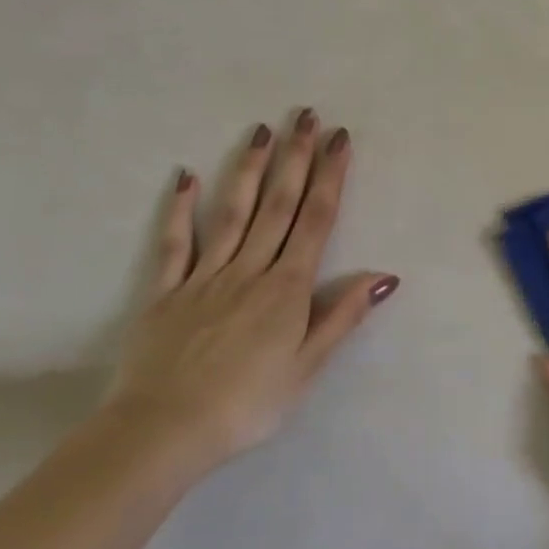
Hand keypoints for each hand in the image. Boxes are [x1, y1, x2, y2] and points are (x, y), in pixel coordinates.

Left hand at [104, 111, 398, 470]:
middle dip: (296, 158)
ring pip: (232, 213)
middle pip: (278, 205)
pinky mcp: (166, 292)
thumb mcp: (307, 367)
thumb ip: (342, 316)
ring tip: (262, 131)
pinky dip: (180, 209)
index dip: (330, 177)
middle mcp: (250, 270)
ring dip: (250, 170)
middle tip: (306, 116)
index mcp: (287, 288)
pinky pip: (175, 244)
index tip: (339, 140)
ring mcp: (204, 276)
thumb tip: (384, 276)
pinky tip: (186, 177)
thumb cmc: (247, 405)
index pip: (316, 221)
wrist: (164, 431)